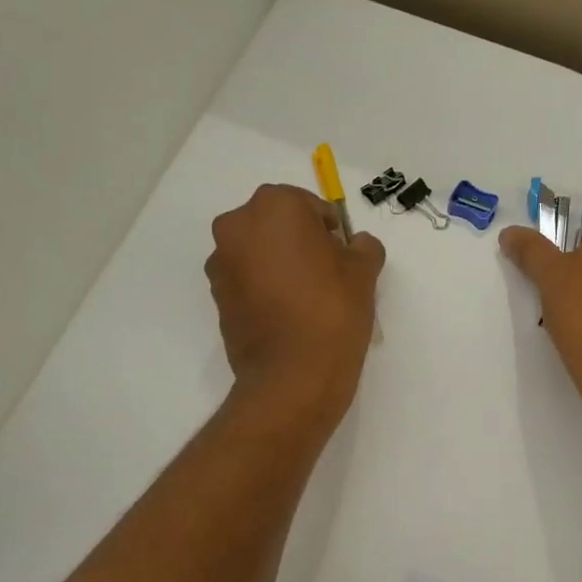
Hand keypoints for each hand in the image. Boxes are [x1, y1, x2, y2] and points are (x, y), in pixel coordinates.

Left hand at [206, 184, 384, 425]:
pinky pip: (246, 279)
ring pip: (259, 251)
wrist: (293, 375)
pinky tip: (288, 313)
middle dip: (300, 241)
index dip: (330, 230)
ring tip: (307, 297)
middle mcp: (238, 226)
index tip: (343, 255)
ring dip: (280, 263)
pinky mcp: (217, 296)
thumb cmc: (332, 310)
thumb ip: (364, 247)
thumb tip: (358, 245)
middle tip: (327, 273)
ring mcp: (221, 262)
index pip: (309, 206)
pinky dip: (265, 286)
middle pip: (277, 224)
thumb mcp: (363, 272)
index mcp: (274, 207)